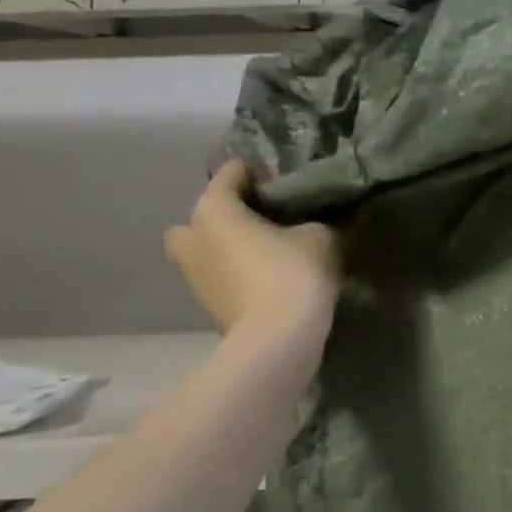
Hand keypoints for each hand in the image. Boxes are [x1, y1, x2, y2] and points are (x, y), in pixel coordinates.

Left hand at [166, 162, 339, 340]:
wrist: (279, 339)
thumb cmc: (293, 273)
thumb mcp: (319, 235)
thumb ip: (309, 222)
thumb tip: (305, 228)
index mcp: (214, 208)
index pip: (232, 173)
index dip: (260, 172)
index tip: (286, 181)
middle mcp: (192, 236)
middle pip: (207, 214)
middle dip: (230, 215)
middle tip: (266, 222)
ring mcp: (194, 275)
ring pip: (210, 248)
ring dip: (232, 248)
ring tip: (272, 254)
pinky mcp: (207, 305)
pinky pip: (221, 276)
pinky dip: (239, 275)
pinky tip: (270, 280)